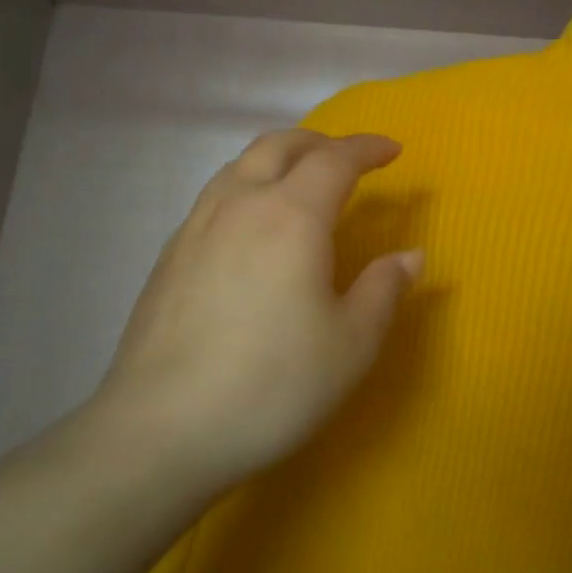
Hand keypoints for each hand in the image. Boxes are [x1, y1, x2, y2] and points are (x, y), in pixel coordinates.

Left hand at [86, 131, 421, 492]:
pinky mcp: (169, 254)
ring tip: (299, 180)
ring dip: (278, 158)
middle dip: (320, 142)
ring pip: (240, 165)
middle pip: (280, 145)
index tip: (392, 150)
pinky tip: (251, 225)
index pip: (335, 159)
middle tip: (347, 158)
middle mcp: (241, 204)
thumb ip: (384, 290)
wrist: (160, 430)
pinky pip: (216, 195)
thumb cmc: (271, 384)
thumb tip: (410, 256)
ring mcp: (197, 226)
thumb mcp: (351, 345)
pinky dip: (247, 186)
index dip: (367, 148)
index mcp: (291, 216)